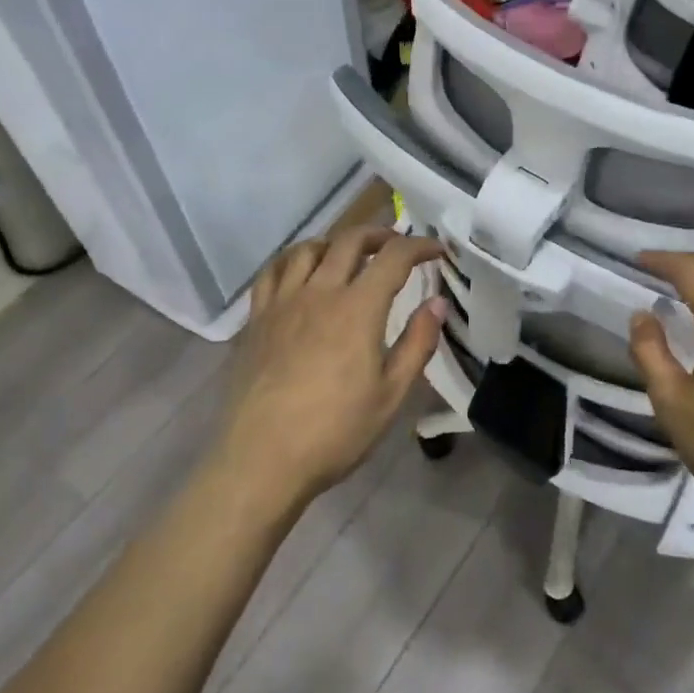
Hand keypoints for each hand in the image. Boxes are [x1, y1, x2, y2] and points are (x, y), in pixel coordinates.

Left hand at [216, 226, 446, 511]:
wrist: (261, 458)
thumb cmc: (334, 432)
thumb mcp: (390, 395)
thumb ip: (417, 343)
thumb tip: (437, 304)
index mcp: (358, 308)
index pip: (394, 257)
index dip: (420, 246)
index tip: (437, 250)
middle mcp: (319, 292)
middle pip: (350, 240)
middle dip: (380, 234)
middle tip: (397, 245)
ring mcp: (283, 302)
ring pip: (308, 248)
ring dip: (335, 242)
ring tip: (349, 254)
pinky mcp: (256, 318)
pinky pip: (272, 271)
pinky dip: (292, 260)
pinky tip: (300, 271)